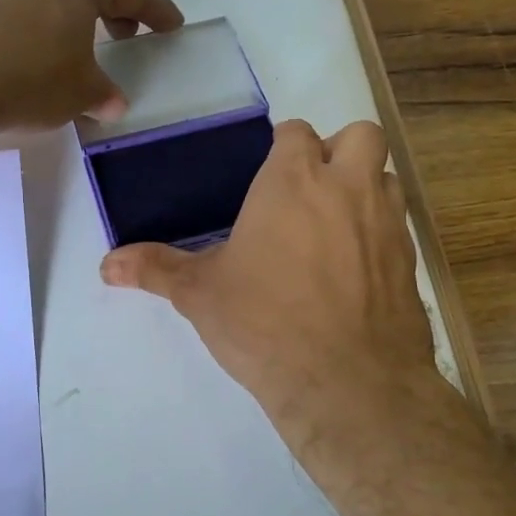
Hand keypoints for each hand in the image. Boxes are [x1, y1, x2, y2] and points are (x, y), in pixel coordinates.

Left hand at [0, 0, 183, 131]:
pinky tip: (30, 46)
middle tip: (117, 28)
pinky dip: (36, 12)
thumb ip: (102, 94)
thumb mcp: (79, 94)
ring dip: (69, 1)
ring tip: (72, 41)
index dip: (156, 9)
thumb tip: (112, 103)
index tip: (172, 25)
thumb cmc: (29, 81)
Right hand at [100, 119, 447, 444]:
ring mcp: (386, 223)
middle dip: (338, 151)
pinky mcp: (410, 262)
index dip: (284, 148)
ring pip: (387, 177)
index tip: (269, 176)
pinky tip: (355, 270)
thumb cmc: (263, 323)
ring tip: (335, 225)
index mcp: (291, 181)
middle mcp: (346, 188)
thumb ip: (155, 270)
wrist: (346, 382)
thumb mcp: (199, 294)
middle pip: (359, 135)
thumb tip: (106, 264)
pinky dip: (381, 233)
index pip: (296, 133)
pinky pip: (400, 227)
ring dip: (366, 187)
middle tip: (310, 191)